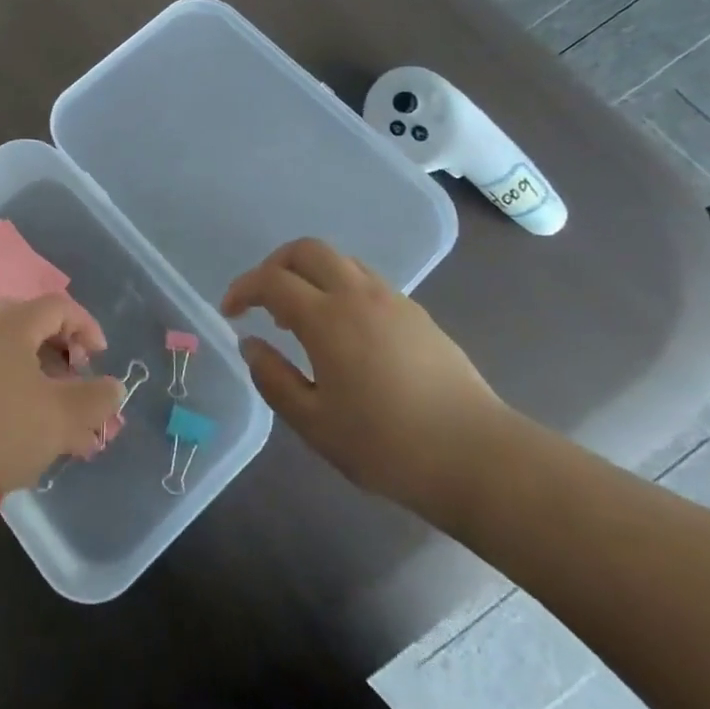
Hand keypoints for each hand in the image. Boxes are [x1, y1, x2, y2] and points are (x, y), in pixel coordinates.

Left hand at [0, 294, 125, 494]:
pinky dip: (29, 395)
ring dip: (50, 380)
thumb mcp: (63, 415)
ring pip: (20, 356)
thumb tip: (113, 386)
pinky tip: (47, 434)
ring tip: (72, 419)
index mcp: (14, 326)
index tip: (101, 358)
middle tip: (76, 372)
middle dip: (63, 348)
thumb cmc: (8, 427)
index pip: (58, 307)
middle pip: (34, 324)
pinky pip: (4, 379)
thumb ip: (95, 398)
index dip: (86, 326)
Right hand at [221, 237, 508, 515]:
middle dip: (275, 264)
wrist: (479, 458)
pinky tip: (344, 331)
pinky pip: (366, 280)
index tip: (230, 312)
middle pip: (306, 250)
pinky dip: (340, 287)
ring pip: (340, 260)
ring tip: (302, 316)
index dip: (243, 289)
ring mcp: (392, 300)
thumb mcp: (315, 424)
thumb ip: (274, 379)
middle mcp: (357, 294)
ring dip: (310, 273)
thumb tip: (250, 344)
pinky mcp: (417, 314)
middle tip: (262, 299)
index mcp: (327, 318)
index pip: (272, 281)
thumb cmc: (388, 446)